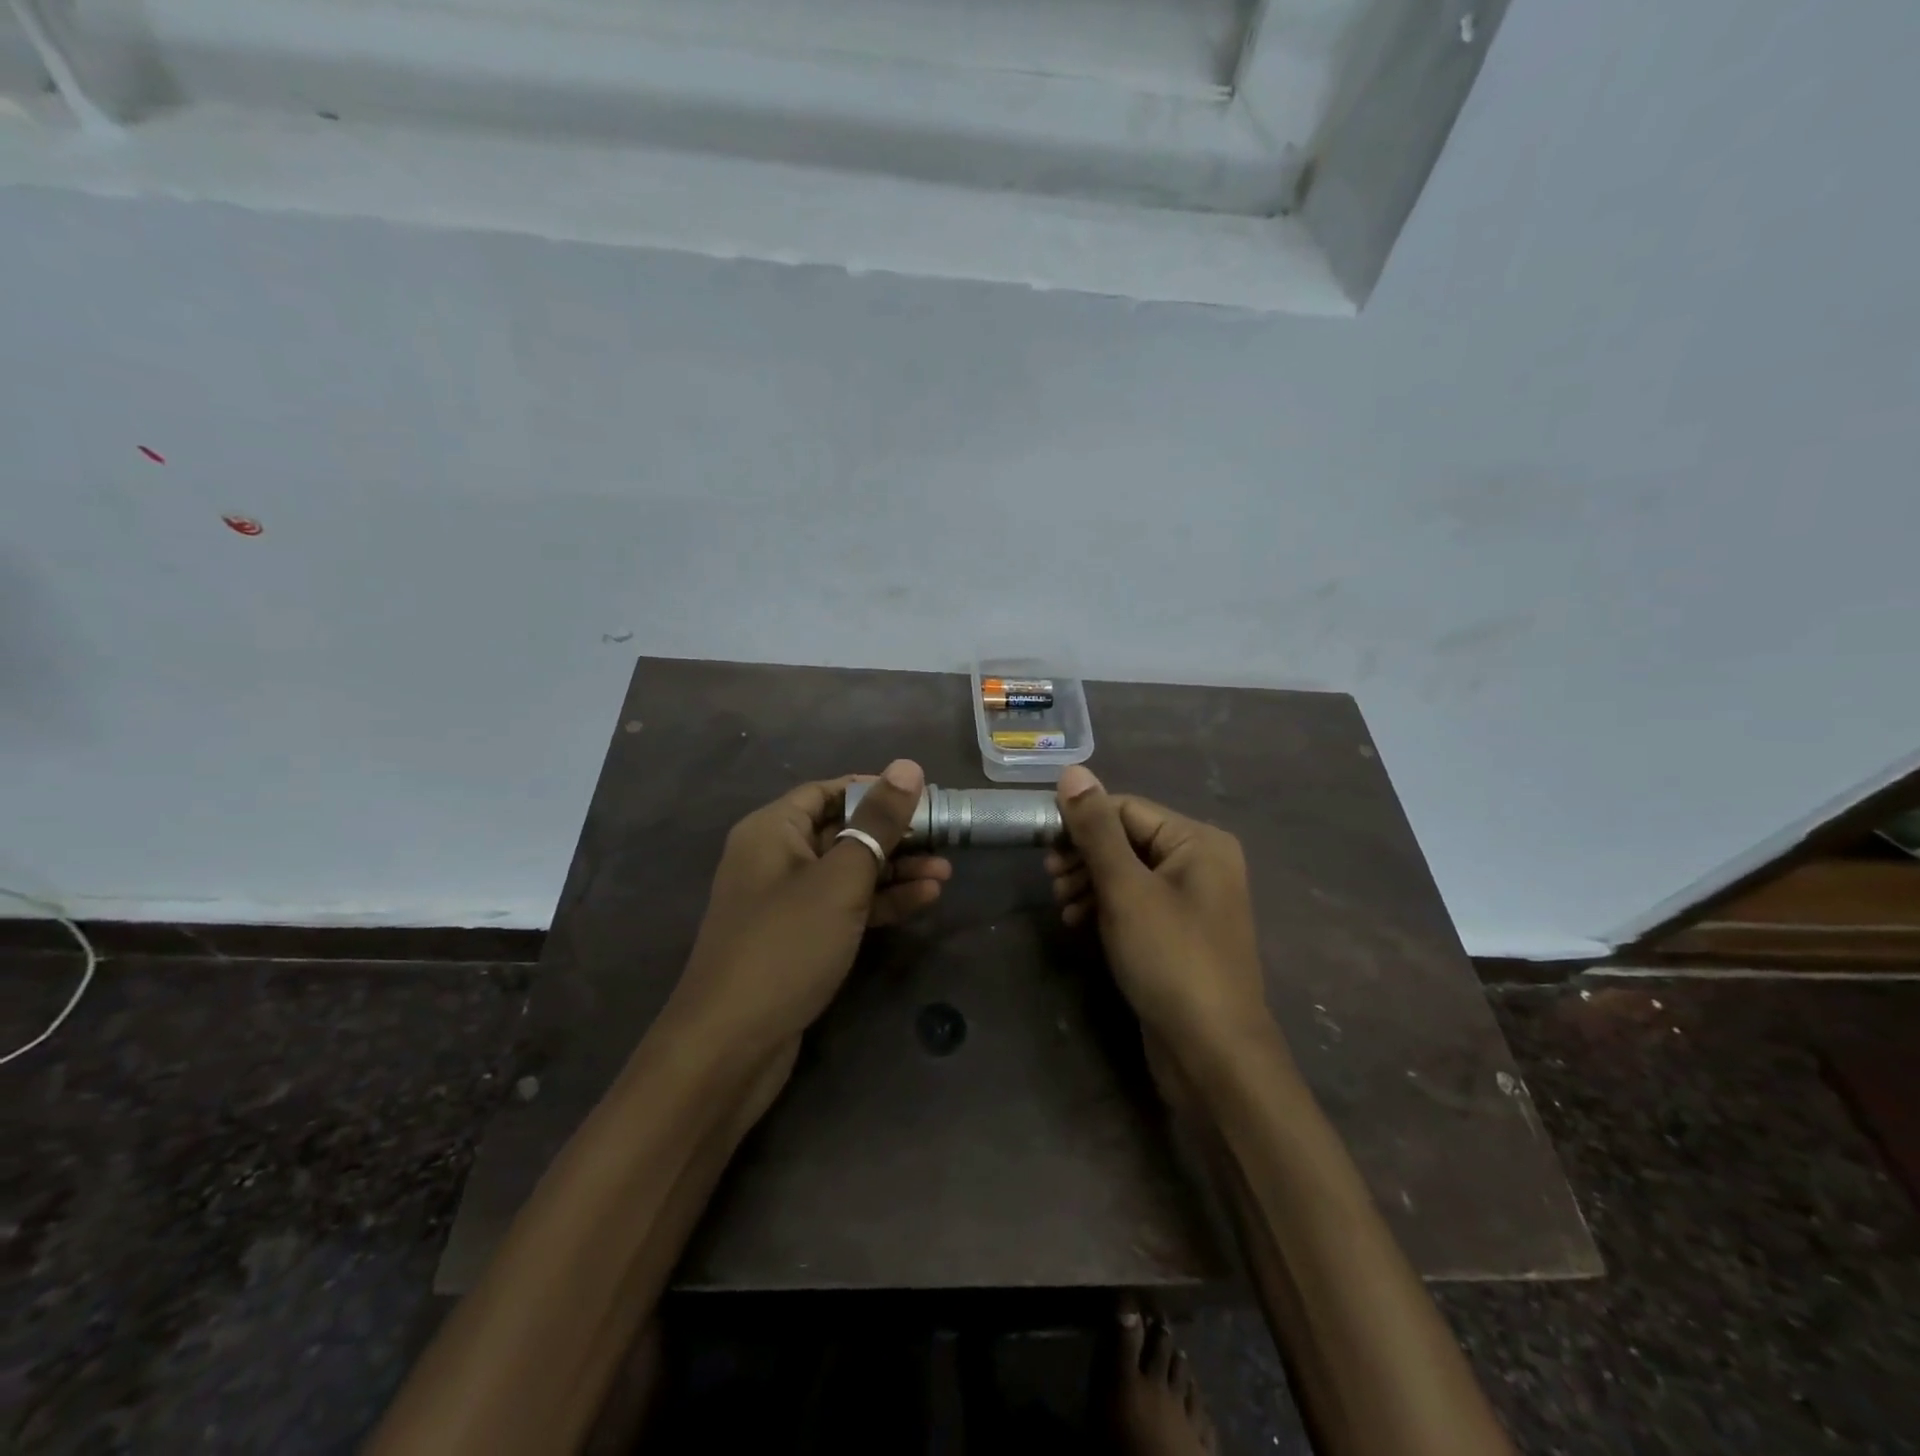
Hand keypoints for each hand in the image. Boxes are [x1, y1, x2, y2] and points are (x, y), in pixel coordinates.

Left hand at [666, 759, 947, 1059]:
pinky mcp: (800, 939)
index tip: (923, 796)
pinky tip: (924, 900)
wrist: (731, 1046)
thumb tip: (908, 766)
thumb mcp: (840, 878)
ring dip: (895, 871)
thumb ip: (877, 822)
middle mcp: (775, 858)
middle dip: (894, 835)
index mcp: (772, 830)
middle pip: (842, 830)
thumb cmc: (786, 945)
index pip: (828, 790)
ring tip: (945, 873)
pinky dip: (881, 902)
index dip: (875, 789)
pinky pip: (845, 906)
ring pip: (848, 871)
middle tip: (944, 838)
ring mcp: (787, 902)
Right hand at [1047, 766, 1272, 1062]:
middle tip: (1051, 880)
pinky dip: (1106, 906)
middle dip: (1084, 856)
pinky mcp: (1179, 932)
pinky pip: (1136, 902)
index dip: (1081, 821)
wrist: (1213, 1053)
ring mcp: (1193, 899)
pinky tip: (1079, 922)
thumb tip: (1073, 771)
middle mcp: (1201, 862)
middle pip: (1128, 838)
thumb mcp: (1126, 889)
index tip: (1042, 844)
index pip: (1127, 808)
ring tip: (1062, 906)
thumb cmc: (1170, 959)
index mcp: (1198, 841)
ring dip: (1090, 882)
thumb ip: (1096, 829)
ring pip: (1128, 872)